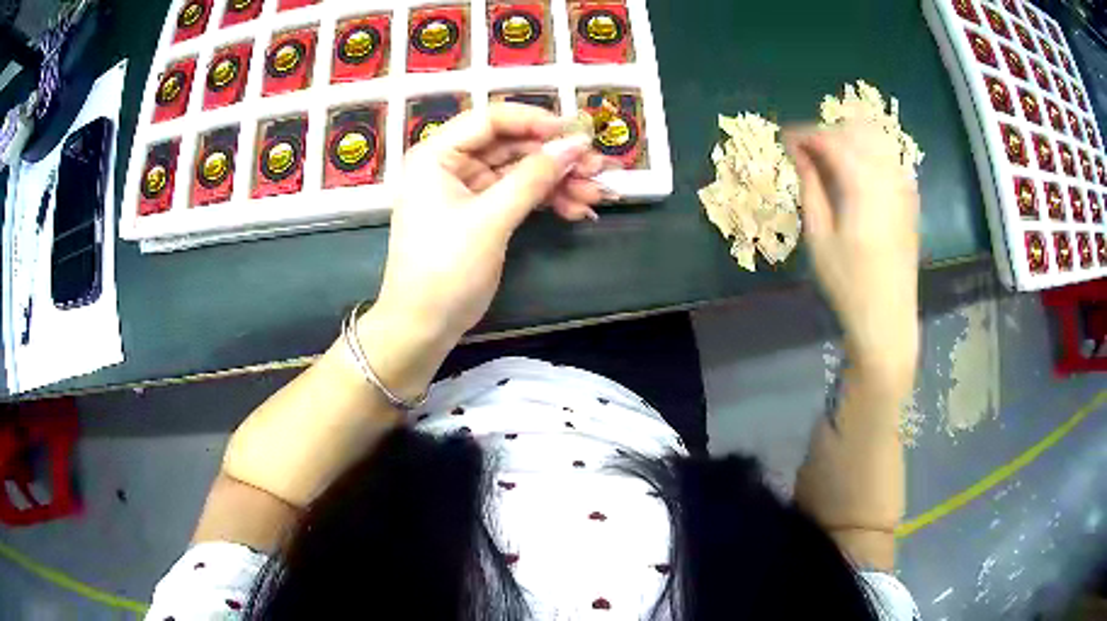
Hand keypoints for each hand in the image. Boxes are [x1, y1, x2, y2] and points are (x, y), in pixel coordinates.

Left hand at [359, 104, 607, 395]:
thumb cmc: (445, 269)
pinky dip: (547, 201)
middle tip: (599, 168)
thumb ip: (534, 178)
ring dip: (559, 182)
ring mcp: (466, 189)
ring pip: (520, 171)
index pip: (491, 119)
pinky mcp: (481, 212)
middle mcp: (450, 164)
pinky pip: (518, 195)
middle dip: (556, 158)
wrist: (423, 326)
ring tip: (598, 195)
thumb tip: (576, 144)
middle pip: (511, 146)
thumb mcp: (490, 220)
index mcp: (437, 155)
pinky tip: (578, 210)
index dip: (536, 121)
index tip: (576, 133)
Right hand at [785, 123, 920, 386]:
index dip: (804, 134)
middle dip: (826, 132)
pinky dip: (869, 152)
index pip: (830, 140)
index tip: (784, 139)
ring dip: (849, 138)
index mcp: (863, 185)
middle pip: (855, 131)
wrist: (888, 318)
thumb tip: (799, 153)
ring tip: (828, 156)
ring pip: (876, 138)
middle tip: (805, 150)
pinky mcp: (910, 197)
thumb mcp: (819, 237)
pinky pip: (889, 156)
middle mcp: (888, 176)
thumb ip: (810, 187)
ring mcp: (904, 185)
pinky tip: (856, 169)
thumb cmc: (848, 284)